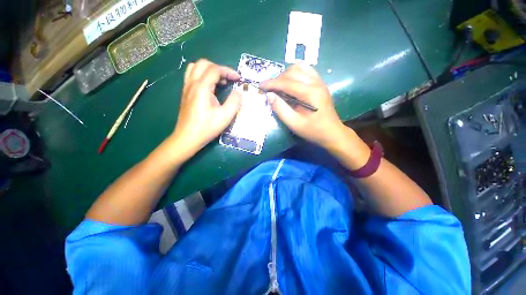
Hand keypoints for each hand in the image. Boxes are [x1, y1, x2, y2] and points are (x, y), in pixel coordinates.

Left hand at [170, 59, 241, 157]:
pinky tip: (210, 88)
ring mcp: (187, 87)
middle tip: (228, 80)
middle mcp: (192, 83)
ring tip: (219, 81)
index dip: (228, 71)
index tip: (238, 79)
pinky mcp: (185, 93)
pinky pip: (192, 75)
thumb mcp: (225, 116)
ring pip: (195, 67)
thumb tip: (239, 91)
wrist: (188, 137)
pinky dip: (202, 75)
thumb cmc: (207, 128)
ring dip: (209, 70)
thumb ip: (234, 101)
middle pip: (204, 64)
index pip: (215, 69)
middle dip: (219, 68)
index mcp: (202, 87)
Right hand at [260, 64, 345, 148]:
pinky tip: (290, 83)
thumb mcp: (294, 123)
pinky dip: (295, 74)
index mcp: (309, 93)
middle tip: (269, 89)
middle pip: (292, 72)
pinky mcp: (320, 84)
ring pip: (299, 68)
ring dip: (286, 75)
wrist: (331, 132)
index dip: (272, 83)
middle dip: (278, 79)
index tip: (261, 86)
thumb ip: (280, 109)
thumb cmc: (313, 130)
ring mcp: (319, 81)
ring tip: (278, 85)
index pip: (287, 82)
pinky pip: (306, 71)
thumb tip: (269, 95)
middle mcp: (315, 83)